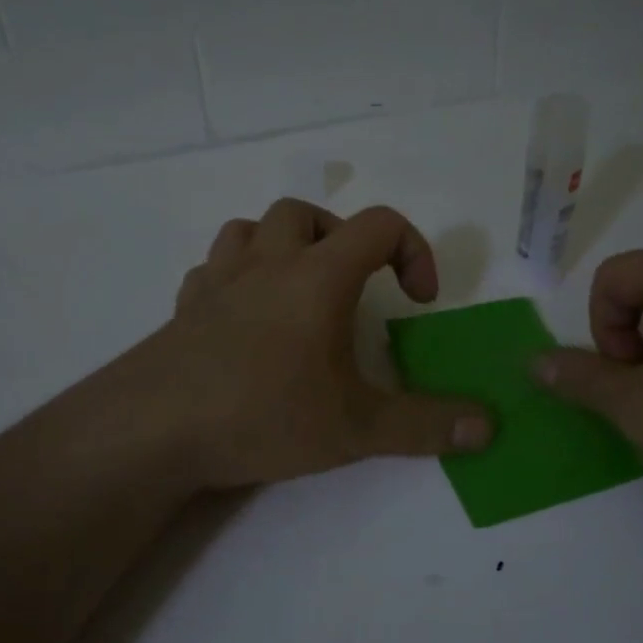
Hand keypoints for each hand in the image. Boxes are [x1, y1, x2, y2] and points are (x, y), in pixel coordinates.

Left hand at [131, 199, 492, 490]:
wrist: (154, 429)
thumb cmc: (264, 415)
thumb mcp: (356, 428)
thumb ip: (425, 426)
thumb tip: (488, 428)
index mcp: (317, 277)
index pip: (380, 224)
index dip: (413, 250)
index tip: (418, 300)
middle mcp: (267, 263)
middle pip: (307, 212)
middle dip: (342, 238)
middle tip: (354, 286)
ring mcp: (217, 281)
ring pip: (250, 228)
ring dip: (283, 246)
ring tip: (298, 290)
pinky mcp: (183, 308)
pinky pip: (212, 269)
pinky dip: (237, 277)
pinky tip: (244, 317)